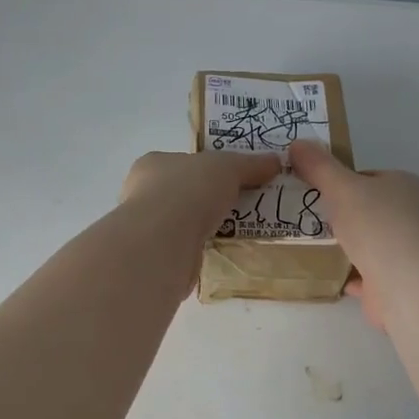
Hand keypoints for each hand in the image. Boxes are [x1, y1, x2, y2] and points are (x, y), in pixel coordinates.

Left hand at [120, 150, 280, 237]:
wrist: (165, 242)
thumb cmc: (189, 191)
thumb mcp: (228, 167)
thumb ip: (250, 164)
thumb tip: (275, 161)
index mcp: (153, 164)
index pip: (183, 162)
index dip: (207, 169)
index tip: (233, 179)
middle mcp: (143, 194)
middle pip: (184, 193)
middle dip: (209, 200)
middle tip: (240, 207)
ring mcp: (147, 228)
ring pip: (184, 224)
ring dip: (206, 227)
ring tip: (238, 231)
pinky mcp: (156, 257)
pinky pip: (186, 249)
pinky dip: (202, 250)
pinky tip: (223, 252)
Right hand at [288, 141, 418, 327]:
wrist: (406, 283)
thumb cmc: (377, 225)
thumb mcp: (342, 187)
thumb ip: (319, 167)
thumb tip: (297, 143)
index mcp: (403, 186)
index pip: (368, 178)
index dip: (341, 182)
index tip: (314, 191)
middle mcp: (410, 216)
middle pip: (368, 210)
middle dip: (340, 216)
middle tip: (306, 218)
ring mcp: (405, 251)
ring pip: (367, 243)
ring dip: (343, 246)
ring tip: (309, 244)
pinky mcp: (396, 281)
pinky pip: (365, 274)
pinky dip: (348, 274)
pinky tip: (325, 274)